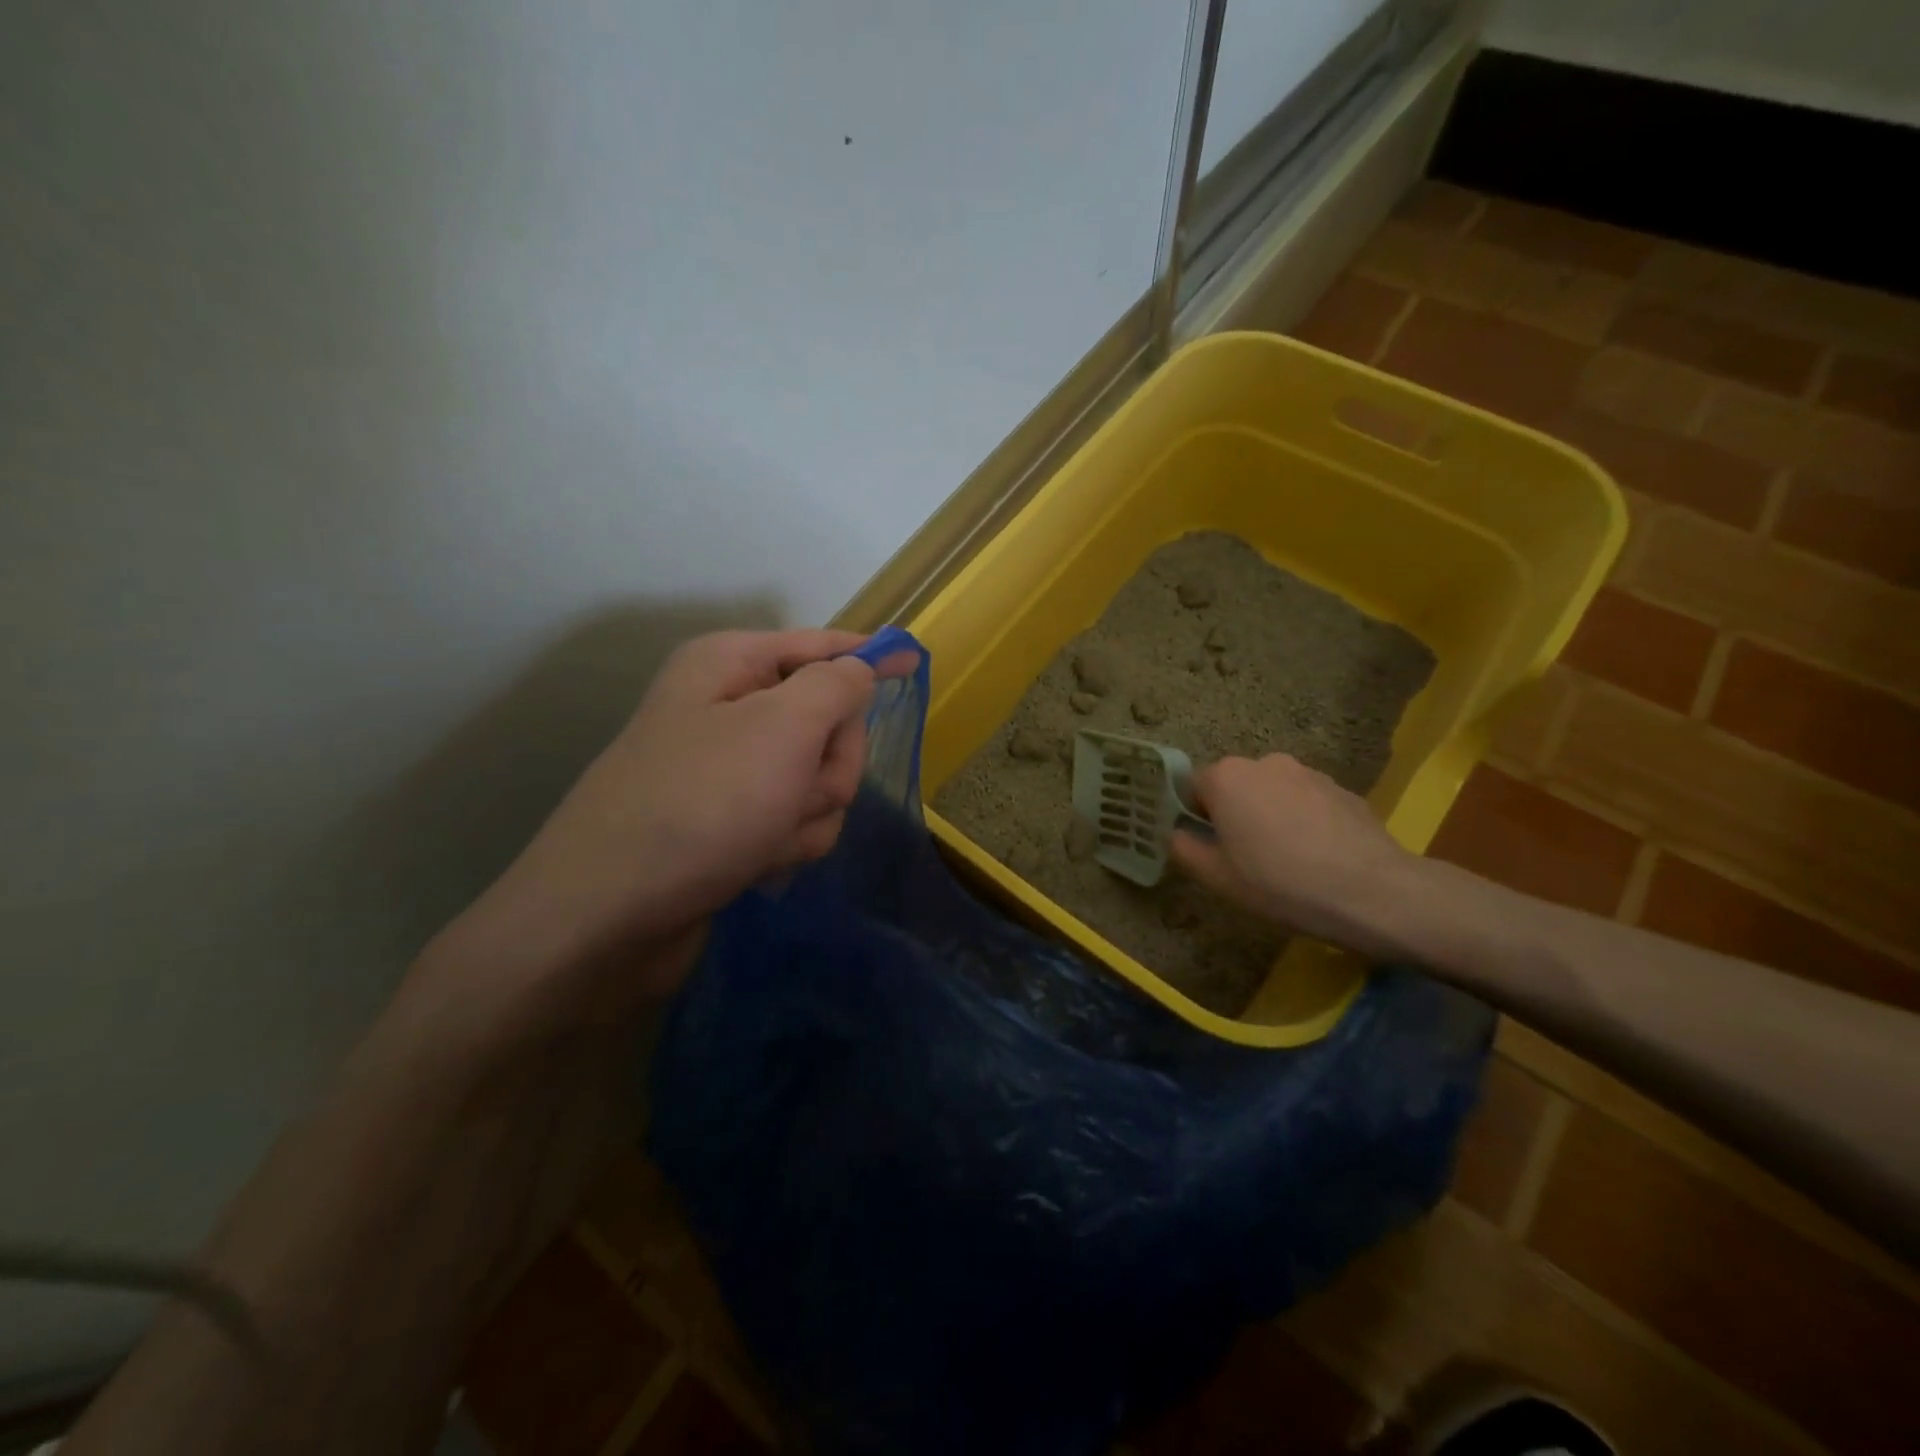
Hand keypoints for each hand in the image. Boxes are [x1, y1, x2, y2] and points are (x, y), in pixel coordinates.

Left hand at [418, 628, 888, 1025]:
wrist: (607, 916)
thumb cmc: (701, 804)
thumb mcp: (783, 729)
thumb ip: (837, 686)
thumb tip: (861, 667)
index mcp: (731, 665)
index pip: (821, 647)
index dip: (869, 656)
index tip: (914, 662)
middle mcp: (729, 708)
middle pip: (828, 722)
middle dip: (830, 764)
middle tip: (799, 790)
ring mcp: (730, 770)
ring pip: (819, 780)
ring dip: (809, 812)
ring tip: (767, 838)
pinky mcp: (731, 822)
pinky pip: (794, 819)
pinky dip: (787, 842)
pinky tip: (755, 863)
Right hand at [1171, 754, 1418, 959]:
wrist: (1373, 892)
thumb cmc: (1280, 883)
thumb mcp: (1218, 878)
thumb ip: (1185, 849)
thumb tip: (1178, 834)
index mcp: (1226, 778)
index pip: (1193, 787)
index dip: (1195, 818)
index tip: (1208, 848)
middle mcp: (1264, 763)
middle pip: (1234, 786)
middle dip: (1234, 814)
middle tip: (1244, 857)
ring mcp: (1307, 772)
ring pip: (1271, 792)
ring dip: (1269, 816)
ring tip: (1286, 860)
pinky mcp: (1341, 788)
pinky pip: (1306, 801)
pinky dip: (1303, 821)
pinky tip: (1317, 856)